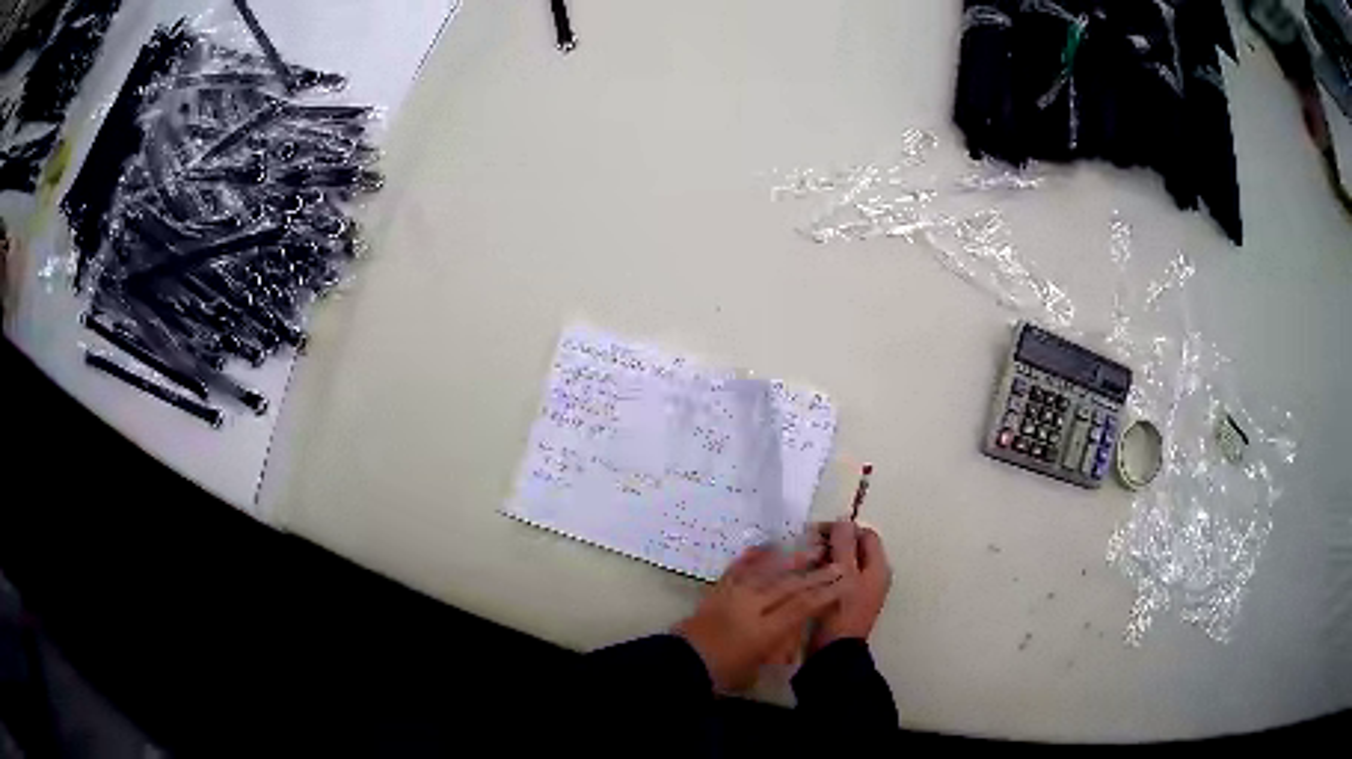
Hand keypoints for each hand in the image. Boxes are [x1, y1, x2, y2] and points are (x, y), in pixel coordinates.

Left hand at [674, 545, 844, 690]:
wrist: (681, 664)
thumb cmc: (721, 675)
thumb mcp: (757, 668)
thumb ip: (778, 647)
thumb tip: (796, 632)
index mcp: (763, 630)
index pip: (801, 606)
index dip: (825, 594)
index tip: (845, 583)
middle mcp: (751, 607)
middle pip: (789, 586)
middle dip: (816, 574)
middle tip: (837, 564)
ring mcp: (733, 595)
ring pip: (767, 572)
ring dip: (791, 560)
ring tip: (812, 549)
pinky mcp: (717, 591)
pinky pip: (738, 569)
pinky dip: (752, 557)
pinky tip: (765, 546)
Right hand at [809, 520, 891, 651]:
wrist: (833, 652)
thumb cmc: (840, 612)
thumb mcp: (842, 574)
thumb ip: (844, 544)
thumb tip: (843, 520)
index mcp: (878, 568)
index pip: (865, 535)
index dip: (843, 529)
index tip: (816, 533)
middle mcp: (872, 576)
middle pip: (854, 548)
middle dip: (831, 543)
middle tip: (806, 547)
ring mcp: (859, 590)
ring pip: (843, 563)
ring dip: (825, 558)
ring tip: (802, 562)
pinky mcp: (845, 601)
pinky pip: (836, 578)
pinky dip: (823, 573)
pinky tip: (805, 577)